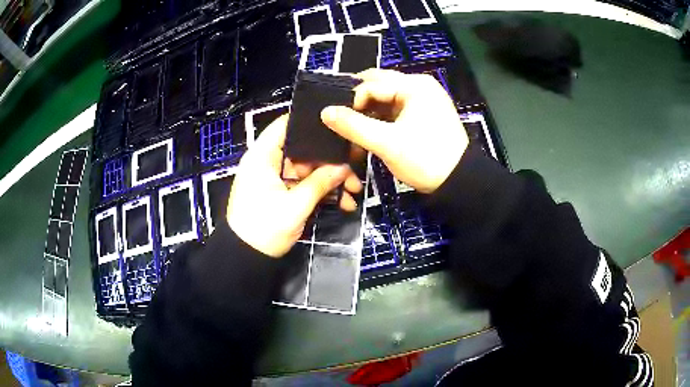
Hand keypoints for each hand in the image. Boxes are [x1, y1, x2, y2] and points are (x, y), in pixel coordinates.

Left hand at [227, 115, 361, 257]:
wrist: (246, 259)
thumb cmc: (264, 230)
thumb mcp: (295, 206)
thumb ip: (320, 183)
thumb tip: (344, 167)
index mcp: (263, 157)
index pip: (285, 126)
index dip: (310, 123)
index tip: (338, 127)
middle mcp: (269, 162)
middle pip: (303, 150)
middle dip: (330, 161)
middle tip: (354, 169)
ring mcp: (276, 178)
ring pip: (307, 169)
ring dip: (330, 179)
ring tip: (354, 191)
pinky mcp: (282, 193)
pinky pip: (304, 185)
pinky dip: (321, 192)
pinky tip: (343, 202)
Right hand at [321, 69, 468, 193]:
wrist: (458, 181)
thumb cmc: (424, 159)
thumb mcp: (387, 143)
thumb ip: (354, 126)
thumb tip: (325, 112)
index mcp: (414, 85)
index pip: (371, 83)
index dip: (351, 101)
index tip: (338, 122)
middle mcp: (419, 86)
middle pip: (379, 86)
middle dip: (358, 103)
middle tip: (341, 121)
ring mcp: (423, 99)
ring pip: (386, 99)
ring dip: (368, 112)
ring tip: (353, 130)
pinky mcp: (424, 114)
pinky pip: (395, 110)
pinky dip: (381, 119)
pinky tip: (369, 133)